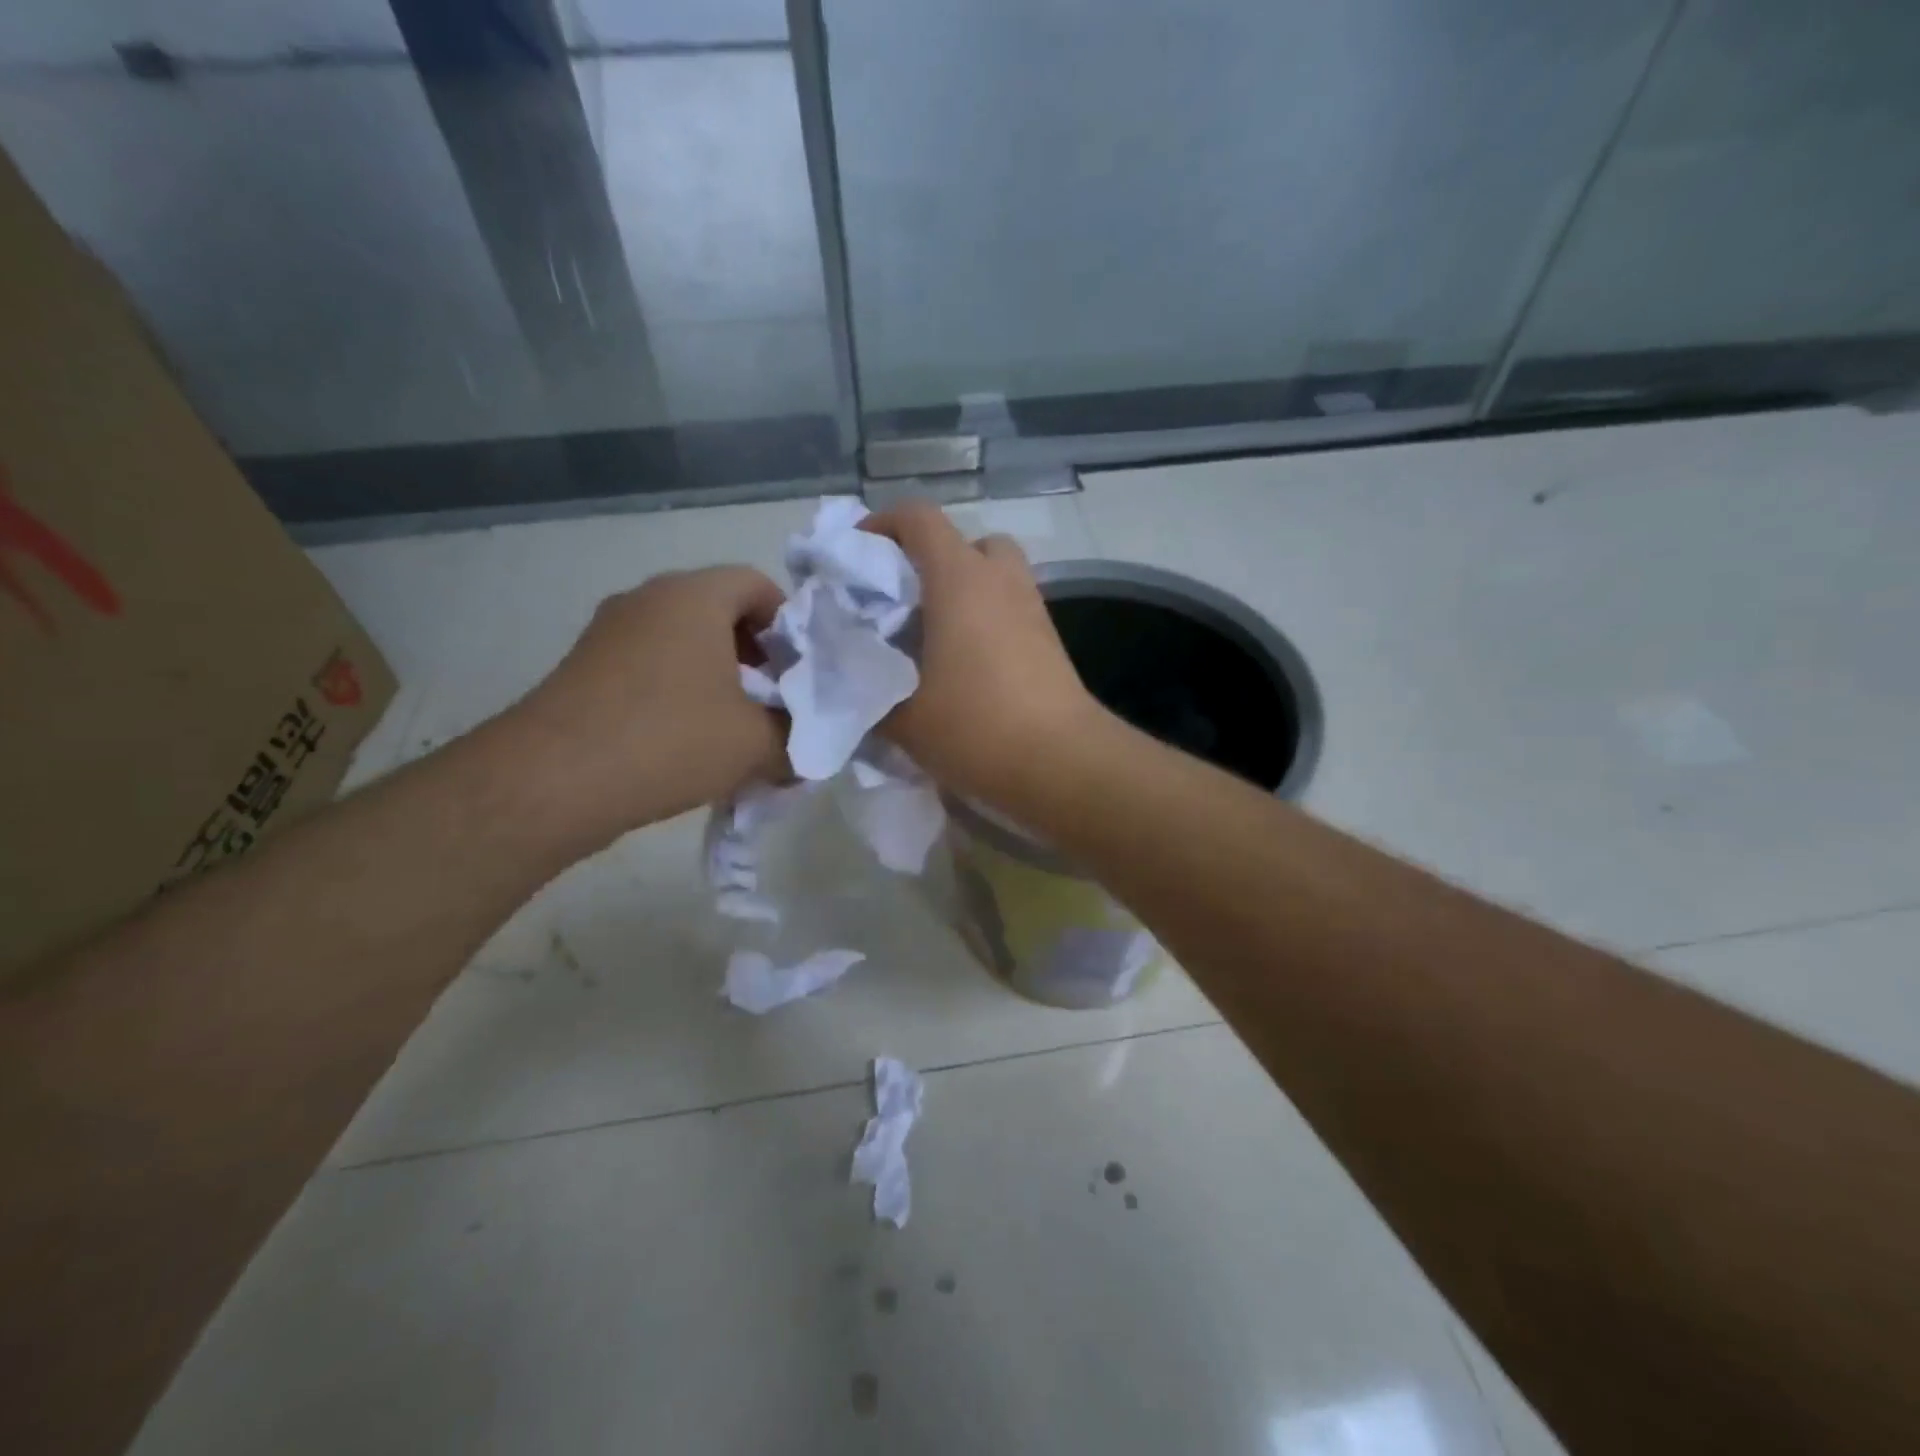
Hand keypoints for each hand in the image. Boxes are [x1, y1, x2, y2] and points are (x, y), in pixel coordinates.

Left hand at [510, 566, 787, 840]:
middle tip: (772, 701)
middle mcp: (648, 598)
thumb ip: (796, 739)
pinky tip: (683, 739)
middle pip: (719, 610)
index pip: (757, 583)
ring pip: (681, 639)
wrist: (552, 779)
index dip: (789, 625)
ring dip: (716, 674)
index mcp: (694, 596)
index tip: (797, 672)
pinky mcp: (583, 665)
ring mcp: (608, 630)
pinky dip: (676, 689)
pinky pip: (648, 663)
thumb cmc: (670, 739)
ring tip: (730, 726)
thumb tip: (805, 749)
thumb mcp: (756, 744)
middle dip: (755, 654)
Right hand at [862, 502, 1107, 810]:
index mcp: (959, 579)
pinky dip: (986, 620)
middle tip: (904, 601)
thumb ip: (868, 691)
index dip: (882, 523)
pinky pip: (1010, 609)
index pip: (919, 518)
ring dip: (963, 591)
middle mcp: (1000, 581)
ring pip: (995, 576)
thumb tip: (853, 682)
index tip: (857, 554)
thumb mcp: (902, 717)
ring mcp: (1032, 609)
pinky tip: (965, 665)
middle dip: (932, 560)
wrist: (1062, 763)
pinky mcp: (1050, 641)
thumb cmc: (975, 727)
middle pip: (967, 541)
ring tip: (933, 636)